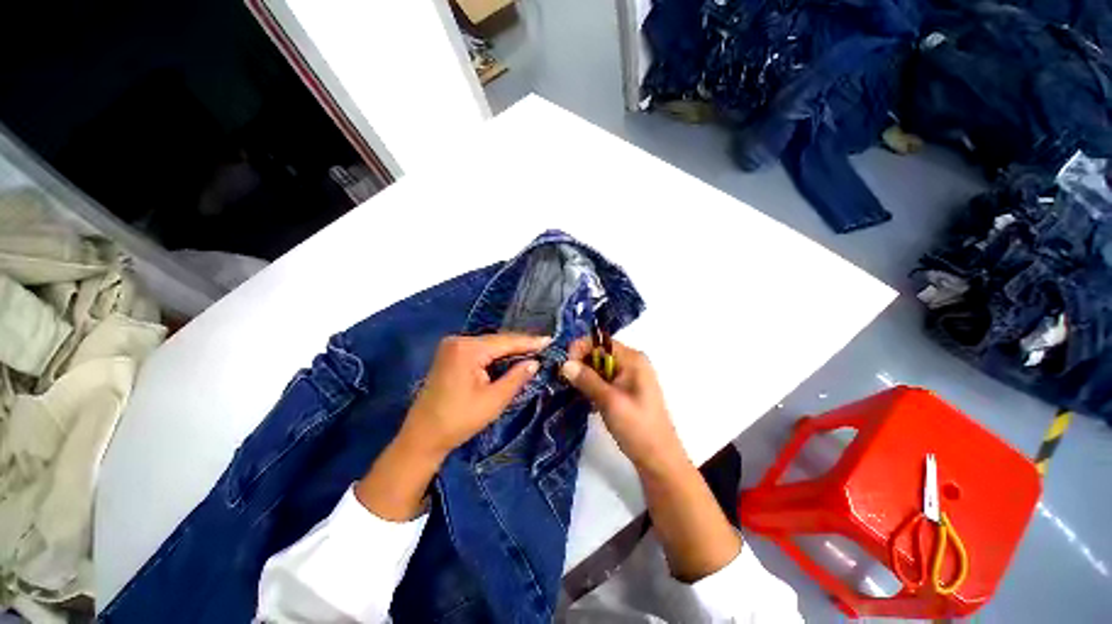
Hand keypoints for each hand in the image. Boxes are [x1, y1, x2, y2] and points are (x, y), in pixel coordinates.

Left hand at [357, 332, 547, 519]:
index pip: (506, 341)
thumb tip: (535, 362)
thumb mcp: (493, 400)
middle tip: (544, 346)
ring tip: (533, 350)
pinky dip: (496, 355)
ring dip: (509, 349)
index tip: (550, 340)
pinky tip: (510, 357)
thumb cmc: (458, 420)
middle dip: (520, 345)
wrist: (422, 437)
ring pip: (489, 345)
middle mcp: (458, 341)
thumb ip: (516, 377)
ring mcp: (452, 347)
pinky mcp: (450, 355)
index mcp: (467, 349)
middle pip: (497, 341)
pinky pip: (480, 350)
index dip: (529, 342)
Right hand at [562, 338, 740, 580]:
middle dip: (581, 363)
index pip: (601, 342)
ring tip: (571, 389)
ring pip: (601, 367)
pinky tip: (585, 398)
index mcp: (633, 359)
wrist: (659, 459)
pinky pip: (605, 380)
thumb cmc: (637, 427)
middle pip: (600, 353)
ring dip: (585, 375)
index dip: (581, 348)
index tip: (564, 365)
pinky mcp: (627, 390)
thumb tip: (565, 364)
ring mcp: (631, 377)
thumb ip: (587, 379)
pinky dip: (593, 385)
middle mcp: (633, 362)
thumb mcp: (609, 401)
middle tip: (564, 379)